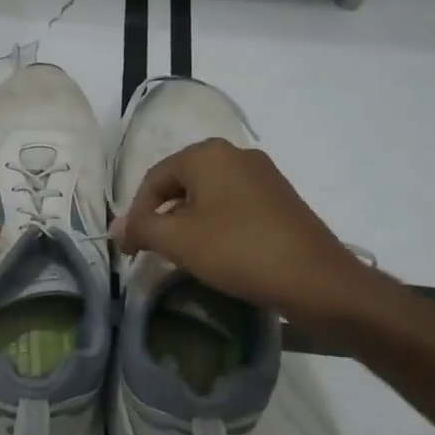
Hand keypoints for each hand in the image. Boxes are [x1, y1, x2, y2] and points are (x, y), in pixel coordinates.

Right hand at [113, 138, 369, 323]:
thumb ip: (141, 228)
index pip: (155, 178)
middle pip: (182, 184)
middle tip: (154, 252)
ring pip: (209, 196)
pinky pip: (235, 206)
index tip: (131, 249)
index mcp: (208, 154)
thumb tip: (117, 228)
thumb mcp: (178, 240)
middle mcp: (236, 154)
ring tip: (184, 256)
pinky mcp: (281, 198)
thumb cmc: (238, 251)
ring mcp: (263, 175)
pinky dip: (217, 226)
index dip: (136, 214)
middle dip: (163, 217)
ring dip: (189, 223)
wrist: (316, 280)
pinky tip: (219, 254)